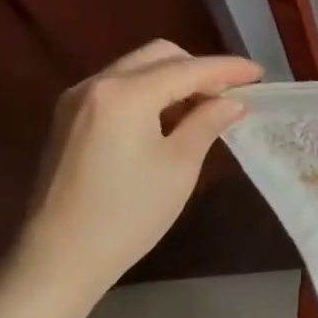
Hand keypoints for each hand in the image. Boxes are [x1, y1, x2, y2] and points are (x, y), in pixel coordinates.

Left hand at [0, 40, 262, 311]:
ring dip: (175, 80)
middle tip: (230, 94)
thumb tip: (232, 101)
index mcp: (125, 94)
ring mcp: (77, 101)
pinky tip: (169, 120)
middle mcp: (96, 85)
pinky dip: (150, 93)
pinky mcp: (69, 120)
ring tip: (205, 108)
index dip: (228, 69)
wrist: (58, 259)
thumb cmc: (128, 213)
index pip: (188, 69)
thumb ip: (207, 122)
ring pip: (137, 69)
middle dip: (199, 69)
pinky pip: (119, 89)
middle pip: (159, 57)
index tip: (259, 74)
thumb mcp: (180, 165)